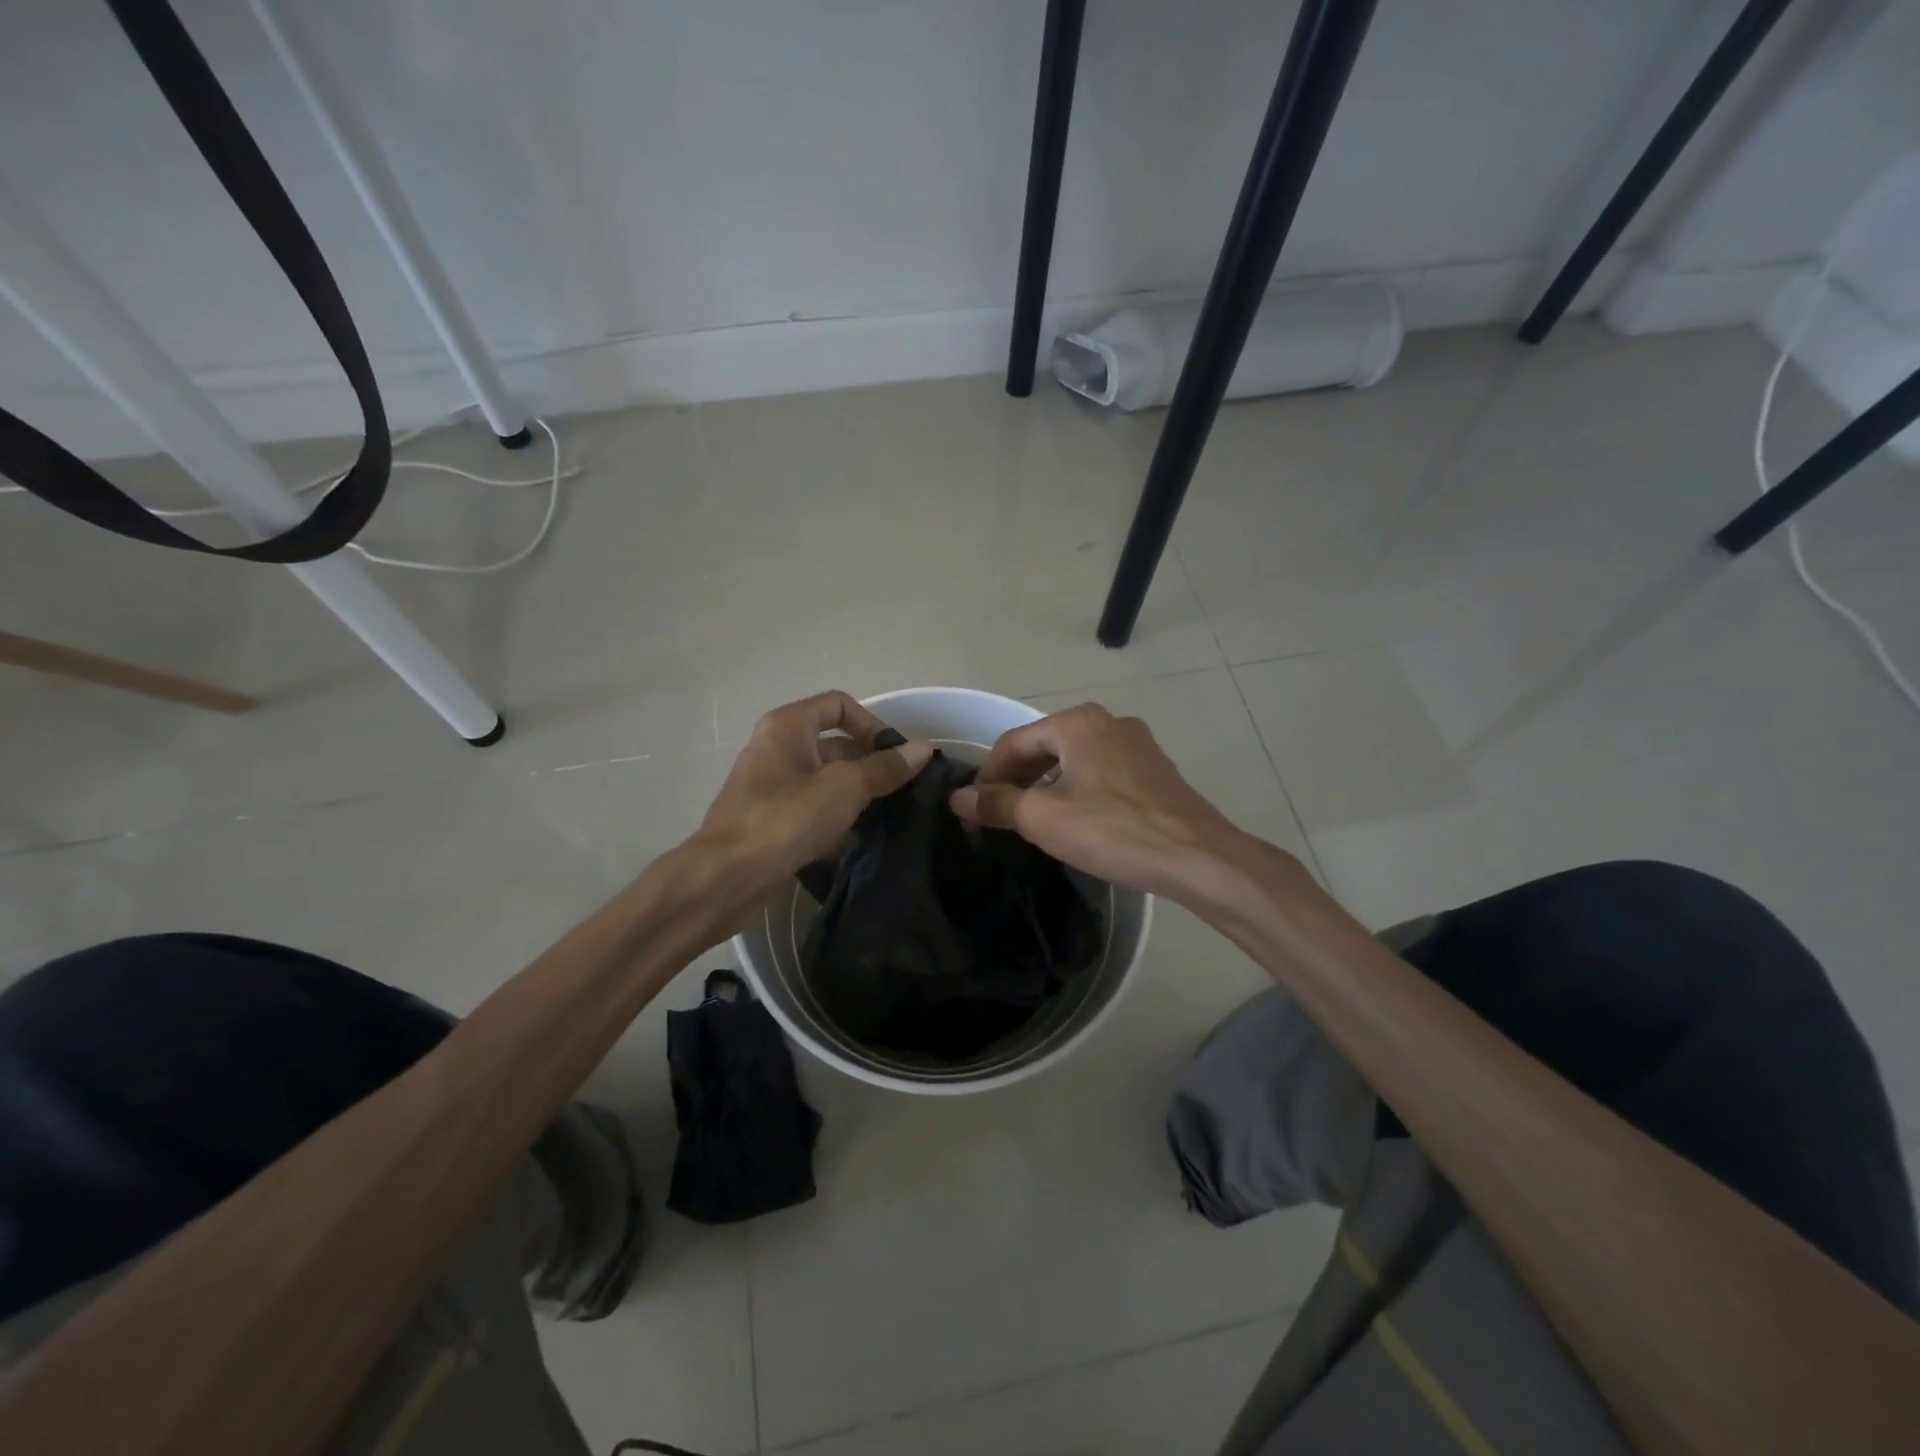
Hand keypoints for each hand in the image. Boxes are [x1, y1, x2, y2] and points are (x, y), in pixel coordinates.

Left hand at [696, 690, 931, 900]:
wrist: (726, 877)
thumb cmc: (785, 819)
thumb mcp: (844, 788)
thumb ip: (884, 768)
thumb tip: (922, 749)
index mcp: (788, 726)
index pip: (839, 705)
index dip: (871, 724)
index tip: (896, 755)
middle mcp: (776, 747)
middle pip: (834, 743)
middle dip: (869, 763)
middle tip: (901, 789)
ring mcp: (770, 785)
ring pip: (825, 779)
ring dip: (856, 793)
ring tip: (886, 815)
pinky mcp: (770, 819)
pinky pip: (811, 807)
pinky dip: (835, 817)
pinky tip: (857, 839)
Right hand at [949, 704, 1254, 902]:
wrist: (1197, 857)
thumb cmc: (1113, 830)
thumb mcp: (1044, 818)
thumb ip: (997, 803)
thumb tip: (959, 797)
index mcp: (1077, 722)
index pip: (1013, 743)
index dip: (987, 777)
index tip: (974, 812)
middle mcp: (1107, 722)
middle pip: (1044, 747)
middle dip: (1017, 781)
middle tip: (999, 818)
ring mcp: (1136, 744)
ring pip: (1073, 761)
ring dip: (1046, 787)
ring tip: (1033, 822)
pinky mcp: (1154, 769)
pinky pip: (1100, 772)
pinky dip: (1077, 791)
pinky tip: (1076, 822)